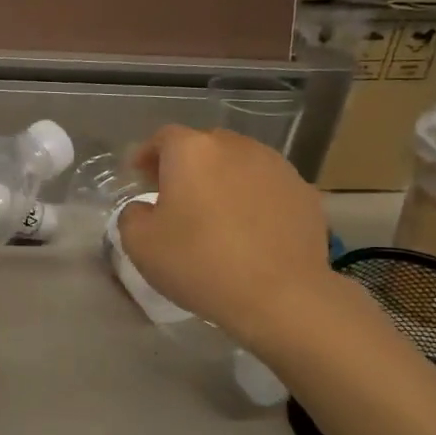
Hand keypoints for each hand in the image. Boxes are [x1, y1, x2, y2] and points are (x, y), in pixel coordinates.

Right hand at [114, 126, 334, 341]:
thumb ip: (132, 215)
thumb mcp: (140, 244)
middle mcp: (235, 147)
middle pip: (204, 146)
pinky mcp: (303, 192)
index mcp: (192, 151)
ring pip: (238, 163)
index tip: (139, 177)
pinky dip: (253, 198)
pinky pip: (266, 186)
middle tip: (175, 196)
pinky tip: (249, 229)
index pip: (163, 138)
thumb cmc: (200, 263)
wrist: (281, 296)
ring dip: (222, 180)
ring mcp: (275, 167)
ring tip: (215, 212)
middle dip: (186, 165)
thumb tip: (145, 209)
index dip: (147, 155)